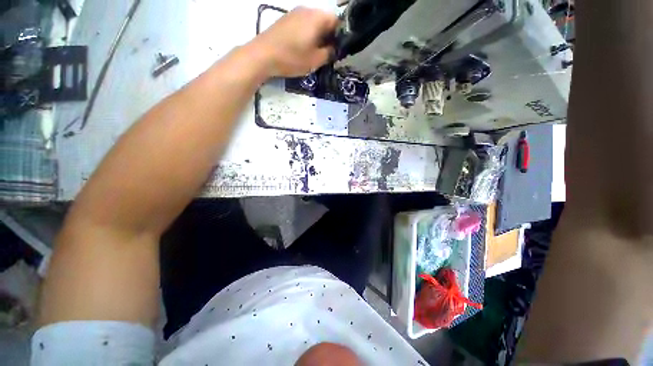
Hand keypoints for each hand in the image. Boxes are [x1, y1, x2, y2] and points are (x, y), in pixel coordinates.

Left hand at [251, 7, 338, 77]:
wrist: (263, 55)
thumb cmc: (292, 58)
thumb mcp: (315, 60)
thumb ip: (329, 53)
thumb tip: (334, 49)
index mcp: (318, 17)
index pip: (337, 21)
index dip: (339, 36)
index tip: (336, 51)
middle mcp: (307, 10)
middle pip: (324, 21)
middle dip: (328, 36)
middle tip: (325, 54)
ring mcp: (295, 13)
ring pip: (313, 23)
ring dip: (317, 36)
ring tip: (313, 53)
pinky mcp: (286, 19)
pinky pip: (303, 24)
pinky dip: (306, 34)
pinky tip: (301, 48)